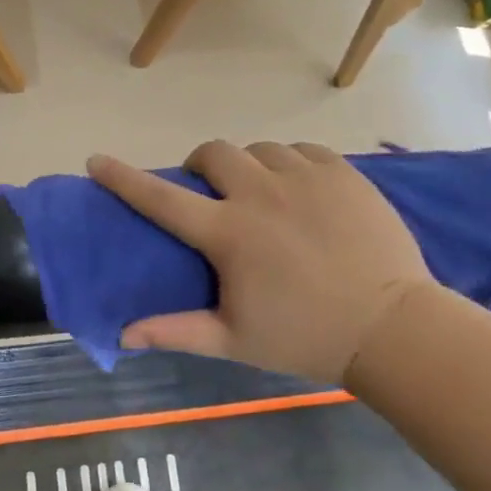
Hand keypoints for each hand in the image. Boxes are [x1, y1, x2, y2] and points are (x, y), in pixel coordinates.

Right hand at [88, 141, 433, 385]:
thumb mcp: (233, 340)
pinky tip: (299, 190)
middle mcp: (261, 194)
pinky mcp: (342, 173)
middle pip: (213, 153)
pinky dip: (290, 163)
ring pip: (259, 149)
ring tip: (261, 194)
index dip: (123, 178)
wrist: (394, 329)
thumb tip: (121, 335)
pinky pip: (302, 150)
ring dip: (248, 167)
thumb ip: (175, 332)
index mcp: (229, 233)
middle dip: (201, 166)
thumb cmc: (306, 337)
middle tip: (211, 192)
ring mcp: (305, 178)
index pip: (161, 199)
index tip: (97, 160)